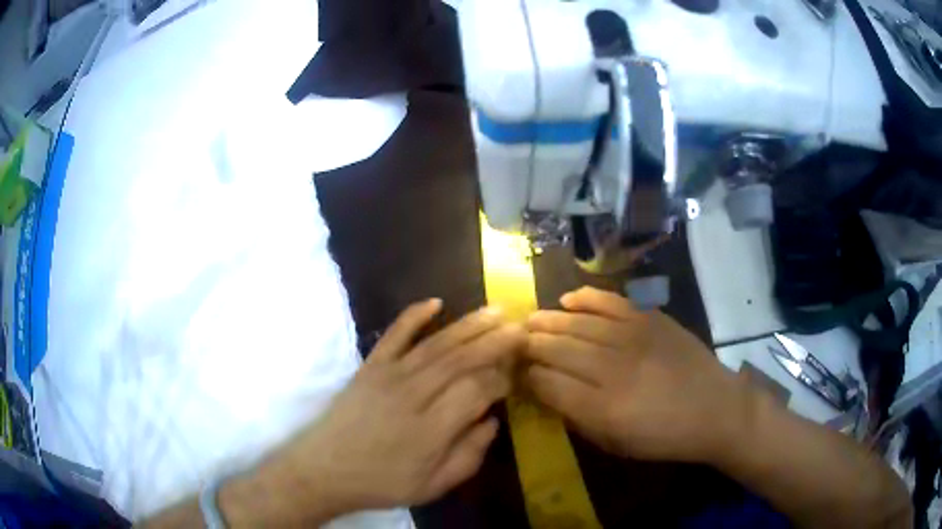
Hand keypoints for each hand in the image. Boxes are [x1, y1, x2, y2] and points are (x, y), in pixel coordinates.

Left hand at [259, 300, 524, 519]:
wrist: (325, 469)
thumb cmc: (382, 482)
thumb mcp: (433, 486)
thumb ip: (469, 455)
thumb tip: (492, 421)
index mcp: (432, 429)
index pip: (477, 390)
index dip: (502, 378)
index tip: (517, 374)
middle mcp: (413, 395)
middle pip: (461, 360)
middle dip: (495, 341)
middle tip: (521, 327)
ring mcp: (388, 376)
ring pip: (436, 344)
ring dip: (468, 325)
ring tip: (496, 311)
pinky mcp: (369, 367)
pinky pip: (394, 335)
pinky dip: (413, 316)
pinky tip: (435, 302)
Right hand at [523, 287, 750, 463]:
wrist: (713, 408)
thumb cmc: (662, 436)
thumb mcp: (615, 443)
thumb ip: (577, 418)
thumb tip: (547, 392)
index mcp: (601, 408)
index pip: (547, 384)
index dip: (527, 377)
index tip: (519, 374)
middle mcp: (611, 368)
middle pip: (556, 349)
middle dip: (529, 345)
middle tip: (515, 343)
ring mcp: (632, 337)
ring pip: (577, 323)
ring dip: (548, 320)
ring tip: (530, 320)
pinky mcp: (649, 318)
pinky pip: (609, 300)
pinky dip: (585, 298)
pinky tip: (568, 299)